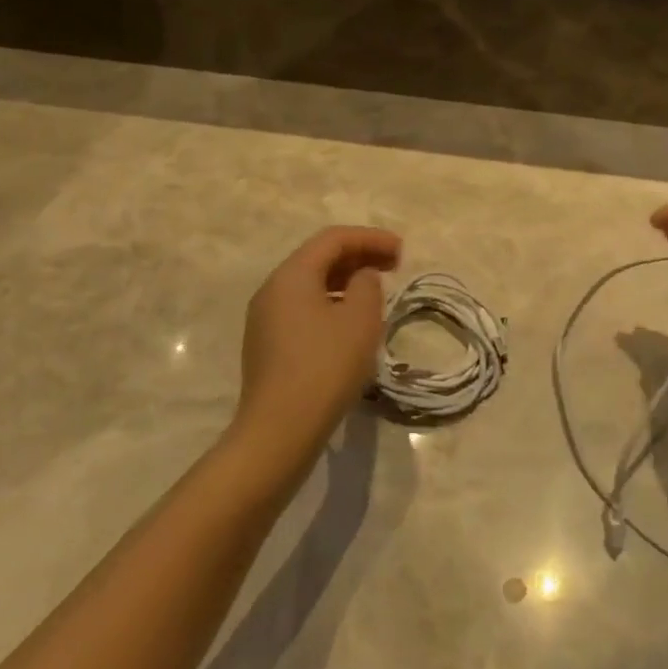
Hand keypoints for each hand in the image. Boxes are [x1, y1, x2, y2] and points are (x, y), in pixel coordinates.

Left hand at [233, 225, 401, 463]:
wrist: (280, 430)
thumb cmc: (325, 367)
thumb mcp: (360, 320)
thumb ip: (367, 285)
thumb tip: (361, 277)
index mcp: (292, 275)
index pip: (333, 239)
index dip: (371, 238)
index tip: (402, 250)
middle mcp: (272, 289)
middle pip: (319, 258)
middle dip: (359, 256)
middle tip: (395, 266)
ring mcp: (265, 318)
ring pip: (311, 284)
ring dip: (346, 280)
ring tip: (377, 292)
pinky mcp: (268, 345)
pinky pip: (303, 308)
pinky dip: (331, 302)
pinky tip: (351, 322)